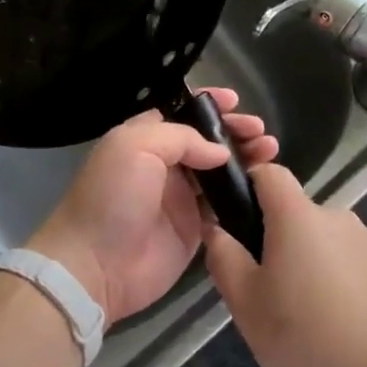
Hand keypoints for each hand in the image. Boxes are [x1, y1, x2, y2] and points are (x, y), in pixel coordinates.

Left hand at [29, 88, 278, 324]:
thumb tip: (219, 151)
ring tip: (271, 152)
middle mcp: (164, 165)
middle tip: (261, 134)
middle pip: (207, 141)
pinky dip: (244, 194)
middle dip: (234, 132)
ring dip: (246, 159)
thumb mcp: (136, 147)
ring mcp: (181, 198)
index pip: (182, 114)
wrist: (95, 264)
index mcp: (145, 139)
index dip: (210, 106)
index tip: (236, 102)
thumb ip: (181, 138)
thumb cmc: (112, 196)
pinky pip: (224, 207)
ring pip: (220, 172)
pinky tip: (266, 186)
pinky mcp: (194, 230)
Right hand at [204, 165, 366, 366]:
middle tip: (271, 291)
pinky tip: (344, 325)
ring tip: (310, 316)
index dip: (250, 187)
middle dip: (281, 241)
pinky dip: (344, 282)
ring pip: (327, 241)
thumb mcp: (245, 304)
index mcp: (297, 216)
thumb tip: (216, 229)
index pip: (269, 173)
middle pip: (298, 213)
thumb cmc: (305, 339)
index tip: (239, 223)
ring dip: (314, 263)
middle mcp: (337, 216)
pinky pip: (355, 263)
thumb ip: (224, 258)